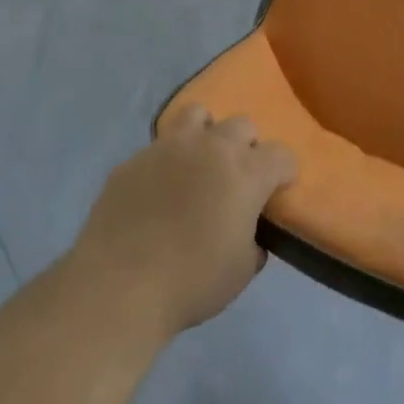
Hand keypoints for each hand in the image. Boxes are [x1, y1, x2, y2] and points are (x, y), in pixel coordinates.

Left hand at [73, 105, 295, 341]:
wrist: (119, 287)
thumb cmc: (192, 282)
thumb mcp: (242, 271)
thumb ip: (253, 241)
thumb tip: (248, 233)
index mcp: (246, 172)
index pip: (281, 154)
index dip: (283, 172)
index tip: (276, 191)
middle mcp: (211, 147)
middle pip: (242, 125)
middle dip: (246, 147)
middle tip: (235, 179)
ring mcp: (168, 148)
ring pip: (197, 115)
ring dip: (206, 134)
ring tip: (197, 164)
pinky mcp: (133, 160)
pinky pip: (157, 148)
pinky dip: (165, 163)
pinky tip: (156, 192)